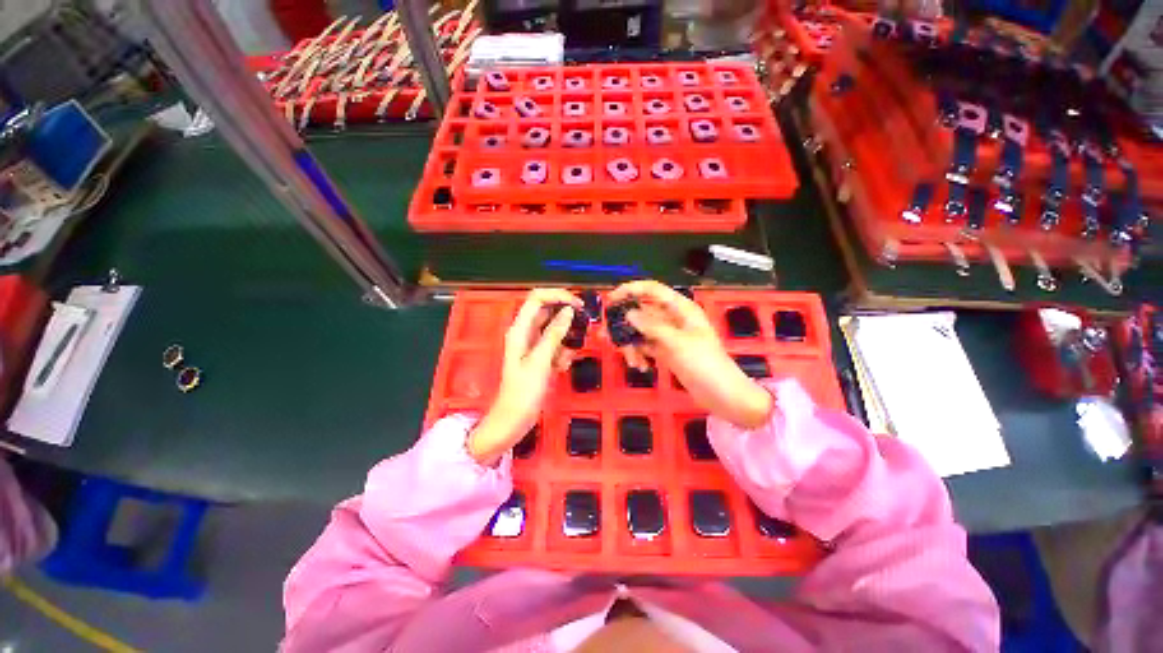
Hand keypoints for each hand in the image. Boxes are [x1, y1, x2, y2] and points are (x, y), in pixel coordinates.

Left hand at [468, 289, 581, 464]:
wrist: (513, 420)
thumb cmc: (523, 392)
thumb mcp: (541, 361)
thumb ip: (554, 334)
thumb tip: (569, 311)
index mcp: (519, 330)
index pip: (537, 298)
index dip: (557, 295)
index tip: (578, 304)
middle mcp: (525, 332)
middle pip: (547, 312)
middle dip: (565, 318)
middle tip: (582, 327)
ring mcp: (532, 345)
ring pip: (554, 330)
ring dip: (565, 340)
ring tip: (564, 359)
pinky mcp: (539, 356)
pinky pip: (555, 345)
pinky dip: (562, 353)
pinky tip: (560, 368)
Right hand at [608, 280, 772, 428]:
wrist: (723, 395)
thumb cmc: (705, 364)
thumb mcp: (677, 343)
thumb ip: (652, 326)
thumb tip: (629, 313)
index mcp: (681, 308)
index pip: (652, 290)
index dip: (630, 290)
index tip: (610, 299)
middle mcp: (673, 318)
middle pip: (642, 312)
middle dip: (625, 324)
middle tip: (607, 336)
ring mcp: (668, 335)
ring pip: (641, 331)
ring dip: (631, 344)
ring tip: (632, 361)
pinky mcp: (665, 351)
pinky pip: (645, 346)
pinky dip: (639, 353)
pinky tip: (640, 366)